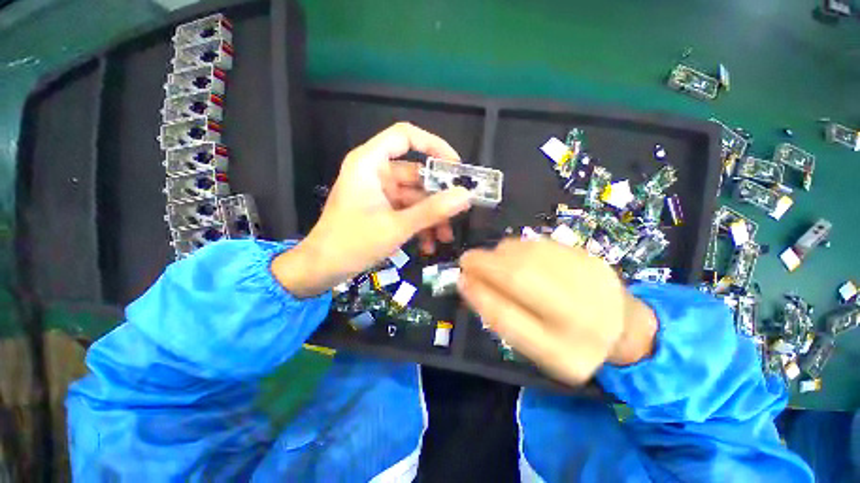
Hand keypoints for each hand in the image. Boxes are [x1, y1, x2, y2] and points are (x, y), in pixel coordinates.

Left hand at [273, 123, 471, 296]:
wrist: (322, 269)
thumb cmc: (352, 243)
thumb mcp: (396, 227)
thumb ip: (432, 211)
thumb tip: (465, 195)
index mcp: (370, 163)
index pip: (405, 136)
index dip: (433, 145)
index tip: (456, 167)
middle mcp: (376, 173)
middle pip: (416, 173)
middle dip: (438, 196)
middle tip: (459, 212)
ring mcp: (380, 193)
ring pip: (415, 196)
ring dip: (431, 216)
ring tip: (445, 237)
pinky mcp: (382, 210)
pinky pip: (408, 211)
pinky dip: (419, 225)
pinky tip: (429, 245)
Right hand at [458, 240, 656, 384]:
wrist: (622, 326)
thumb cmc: (570, 344)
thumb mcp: (534, 347)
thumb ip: (499, 317)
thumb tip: (467, 283)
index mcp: (565, 341)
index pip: (512, 314)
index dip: (480, 291)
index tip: (461, 279)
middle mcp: (579, 304)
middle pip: (520, 273)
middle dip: (485, 264)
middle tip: (469, 264)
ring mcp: (584, 271)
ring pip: (527, 253)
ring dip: (499, 255)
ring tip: (493, 264)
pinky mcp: (583, 253)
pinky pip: (538, 244)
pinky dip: (517, 248)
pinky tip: (516, 259)